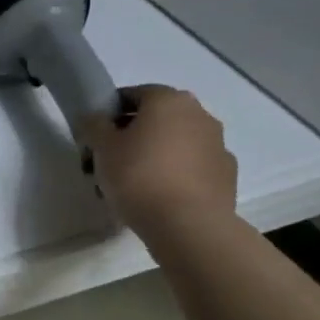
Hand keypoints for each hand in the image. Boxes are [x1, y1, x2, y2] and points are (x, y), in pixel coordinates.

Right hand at [85, 85, 237, 238]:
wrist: (188, 225)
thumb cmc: (139, 176)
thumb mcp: (102, 147)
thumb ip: (94, 124)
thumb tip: (95, 118)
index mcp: (169, 101)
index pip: (132, 95)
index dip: (109, 114)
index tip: (95, 137)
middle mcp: (199, 115)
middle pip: (155, 119)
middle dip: (131, 136)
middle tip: (108, 162)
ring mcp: (218, 145)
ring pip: (174, 144)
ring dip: (153, 156)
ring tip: (130, 186)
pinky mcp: (226, 175)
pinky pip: (191, 167)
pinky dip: (174, 175)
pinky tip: (157, 197)